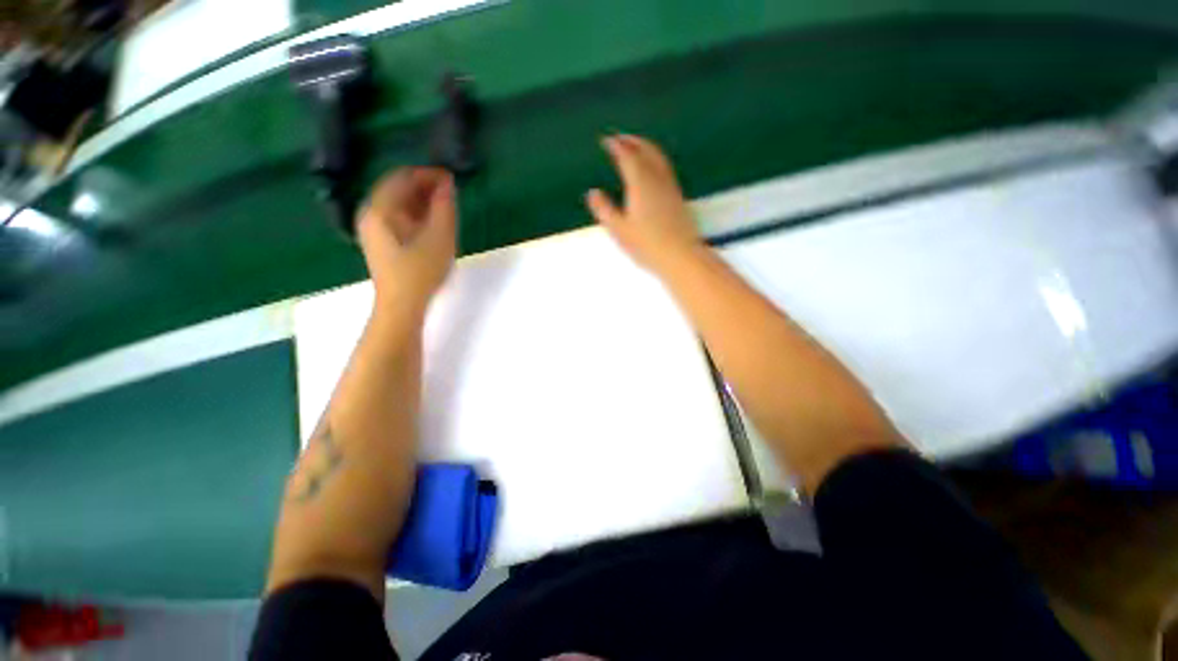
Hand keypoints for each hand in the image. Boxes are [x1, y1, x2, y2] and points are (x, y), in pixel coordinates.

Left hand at [357, 167, 456, 313]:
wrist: (401, 306)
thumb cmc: (421, 271)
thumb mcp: (439, 237)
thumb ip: (444, 207)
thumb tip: (448, 184)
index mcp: (380, 209)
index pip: (403, 177)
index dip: (428, 174)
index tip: (451, 178)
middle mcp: (370, 213)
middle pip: (397, 189)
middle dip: (425, 187)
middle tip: (450, 193)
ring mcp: (373, 228)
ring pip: (397, 203)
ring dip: (421, 200)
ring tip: (445, 207)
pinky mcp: (380, 241)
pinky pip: (397, 217)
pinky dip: (415, 214)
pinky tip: (432, 223)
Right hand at [585, 134, 701, 273]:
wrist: (680, 256)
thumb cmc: (647, 245)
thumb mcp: (619, 230)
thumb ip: (604, 210)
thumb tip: (592, 193)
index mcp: (640, 184)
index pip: (627, 156)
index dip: (617, 146)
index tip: (607, 140)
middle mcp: (657, 180)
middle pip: (646, 151)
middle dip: (633, 141)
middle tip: (621, 137)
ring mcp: (671, 188)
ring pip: (659, 158)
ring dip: (646, 148)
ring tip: (637, 147)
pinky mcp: (678, 198)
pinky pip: (666, 169)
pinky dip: (656, 160)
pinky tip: (654, 170)